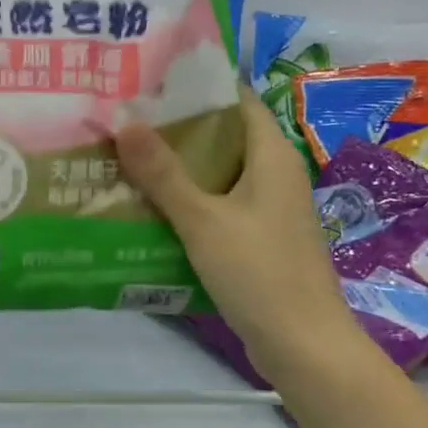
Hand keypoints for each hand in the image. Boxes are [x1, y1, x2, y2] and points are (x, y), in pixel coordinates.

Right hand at [115, 93, 366, 377]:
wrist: (303, 345)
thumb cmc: (259, 273)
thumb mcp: (203, 220)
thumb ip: (163, 173)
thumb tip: (124, 121)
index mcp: (271, 156)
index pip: (236, 99)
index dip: (196, 85)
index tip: (149, 81)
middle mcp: (273, 174)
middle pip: (223, 135)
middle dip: (176, 127)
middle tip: (125, 118)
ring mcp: (267, 208)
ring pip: (218, 173)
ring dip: (178, 167)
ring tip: (126, 156)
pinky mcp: (258, 238)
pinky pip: (218, 205)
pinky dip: (188, 200)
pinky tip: (150, 206)